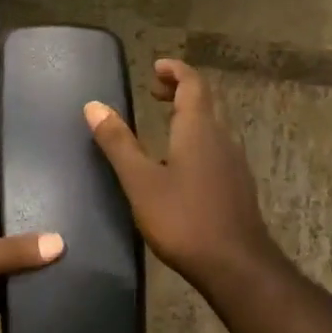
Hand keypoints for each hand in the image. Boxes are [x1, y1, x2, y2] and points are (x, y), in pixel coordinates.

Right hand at [85, 58, 279, 288]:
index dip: (175, 70)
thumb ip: (118, 142)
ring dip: (190, 115)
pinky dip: (197, 138)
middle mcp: (221, 137)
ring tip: (164, 122)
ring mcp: (234, 162)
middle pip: (205, 101)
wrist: (236, 266)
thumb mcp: (140, 181)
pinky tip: (181, 163)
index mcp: (198, 129)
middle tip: (155, 91)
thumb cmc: (184, 219)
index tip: (156, 66)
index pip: (192, 83)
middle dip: (181, 90)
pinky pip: (217, 147)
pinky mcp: (237, 185)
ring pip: (213, 125)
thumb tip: (94, 105)